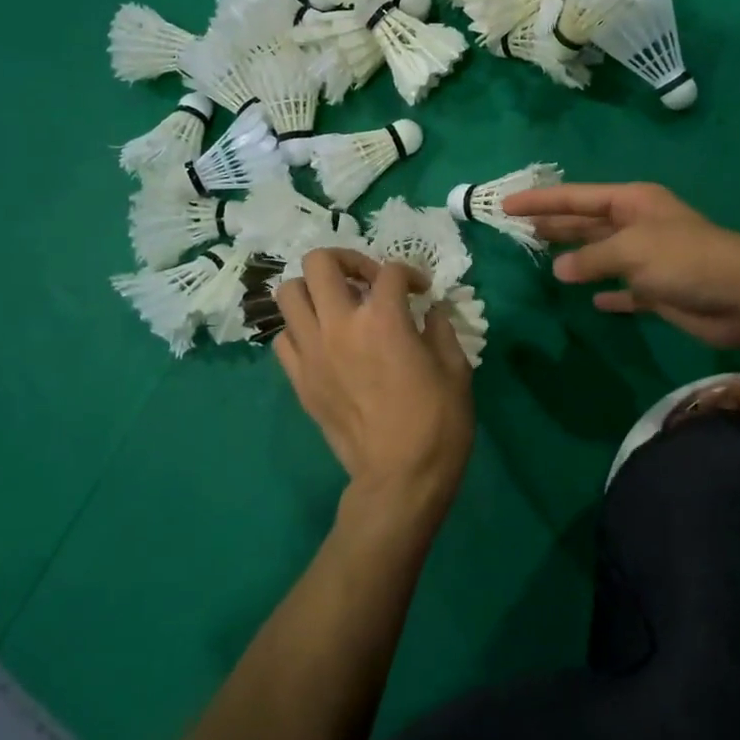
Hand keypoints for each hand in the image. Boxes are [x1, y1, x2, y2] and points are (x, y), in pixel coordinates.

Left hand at [273, 249, 473, 511]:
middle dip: (347, 260)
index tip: (421, 291)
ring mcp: (312, 352)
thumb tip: (430, 311)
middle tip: (367, 281)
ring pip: (289, 293)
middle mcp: (339, 325)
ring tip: (339, 305)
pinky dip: (301, 329)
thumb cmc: (437, 422)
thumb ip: (440, 328)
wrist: (400, 478)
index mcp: (383, 318)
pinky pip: (283, 338)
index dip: (410, 273)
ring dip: (314, 290)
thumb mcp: (456, 368)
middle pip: (320, 263)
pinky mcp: (299, 380)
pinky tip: (324, 340)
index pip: (390, 271)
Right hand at [502, 182, 739, 353]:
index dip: (541, 200)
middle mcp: (638, 225)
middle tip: (517, 227)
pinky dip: (607, 292)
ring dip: (575, 255)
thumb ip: (592, 258)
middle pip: (587, 222)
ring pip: (601, 254)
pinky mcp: (658, 290)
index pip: (576, 197)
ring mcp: (648, 258)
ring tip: (542, 256)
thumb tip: (560, 269)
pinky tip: (590, 299)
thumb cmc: (687, 260)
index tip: (506, 204)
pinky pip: (623, 289)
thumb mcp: (633, 250)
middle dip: (555, 223)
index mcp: (632, 203)